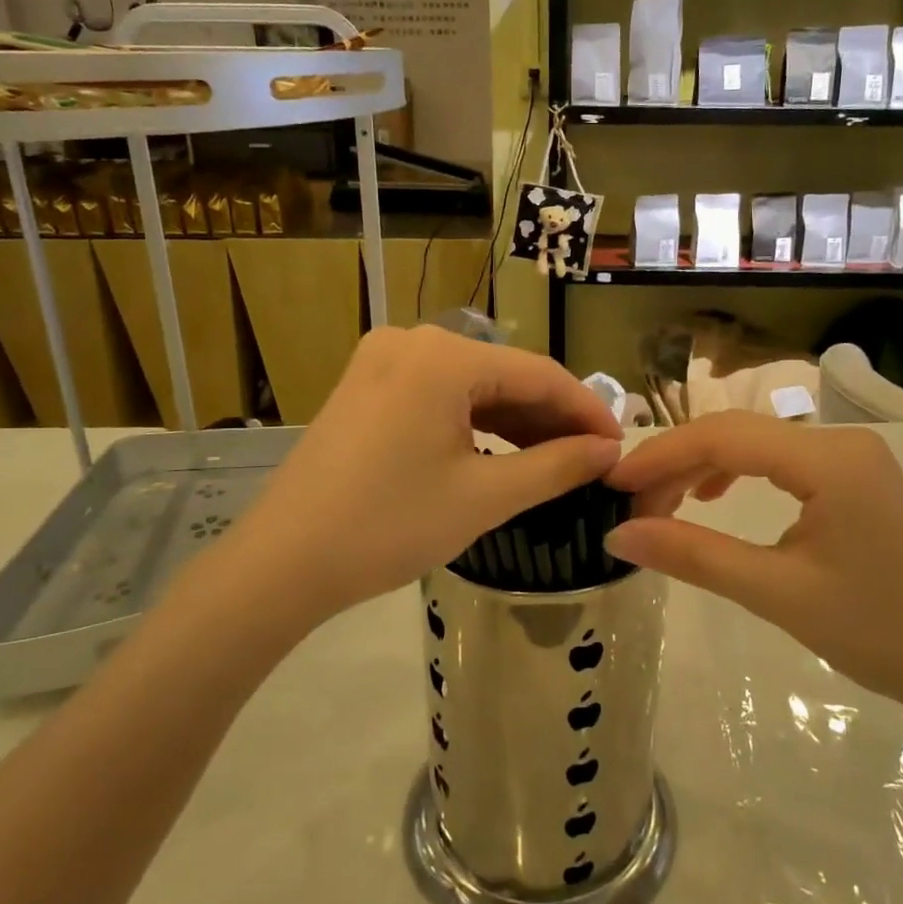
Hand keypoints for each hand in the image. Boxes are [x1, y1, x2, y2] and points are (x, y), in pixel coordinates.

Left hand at [215, 326, 622, 625]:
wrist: (282, 562)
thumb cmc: (389, 526)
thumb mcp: (484, 497)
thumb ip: (556, 466)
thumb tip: (609, 451)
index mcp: (443, 356)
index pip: (538, 373)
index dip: (586, 410)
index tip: (620, 446)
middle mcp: (413, 340)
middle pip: (504, 374)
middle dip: (550, 417)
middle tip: (591, 459)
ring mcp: (383, 360)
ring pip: (471, 385)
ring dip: (515, 420)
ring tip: (554, 461)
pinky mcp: (367, 386)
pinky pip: (439, 395)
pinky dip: (474, 421)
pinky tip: (500, 451)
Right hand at [605, 412, 902, 717]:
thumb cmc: (880, 633)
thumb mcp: (777, 593)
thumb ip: (695, 555)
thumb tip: (618, 535)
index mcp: (828, 459)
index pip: (723, 437)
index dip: (661, 456)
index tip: (612, 484)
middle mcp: (840, 442)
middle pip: (736, 434)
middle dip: (677, 465)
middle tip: (631, 506)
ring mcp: (852, 458)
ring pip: (756, 446)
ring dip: (703, 469)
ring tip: (663, 505)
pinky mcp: (855, 479)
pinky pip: (780, 462)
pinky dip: (738, 475)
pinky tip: (715, 497)